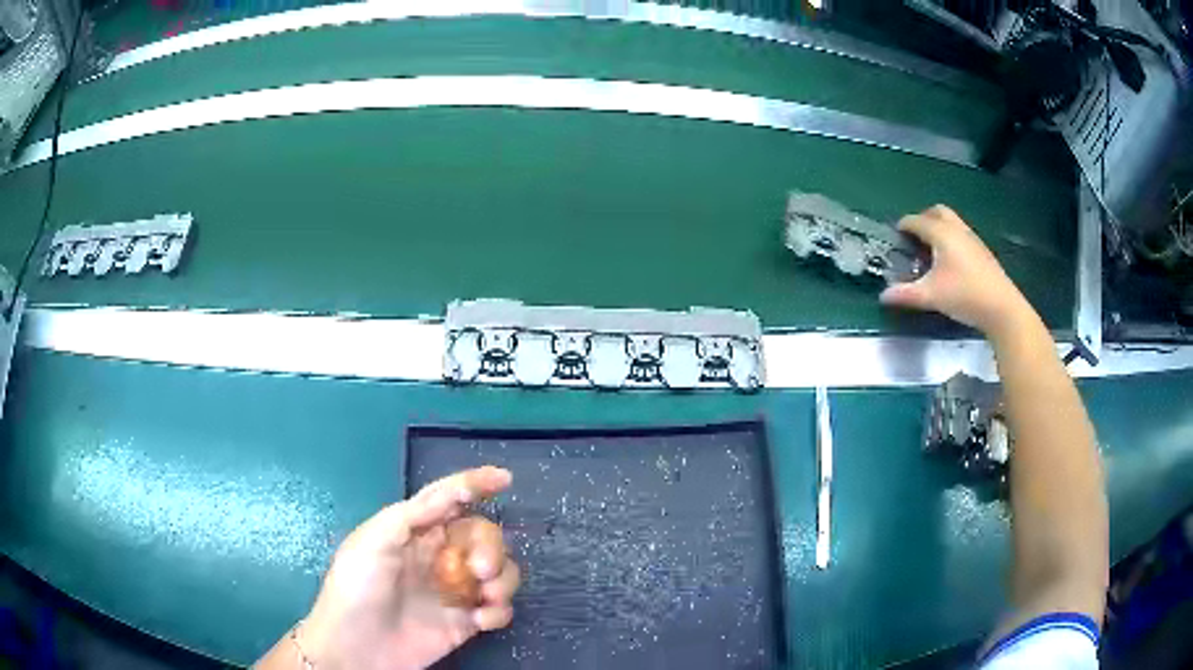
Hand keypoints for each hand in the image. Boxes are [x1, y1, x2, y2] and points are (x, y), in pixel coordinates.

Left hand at [298, 467, 520, 669]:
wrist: (356, 647)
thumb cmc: (357, 587)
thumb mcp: (373, 541)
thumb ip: (413, 514)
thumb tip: (453, 492)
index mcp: (414, 532)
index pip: (449, 500)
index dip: (476, 484)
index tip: (505, 479)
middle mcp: (439, 556)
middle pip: (482, 536)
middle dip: (491, 547)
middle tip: (481, 569)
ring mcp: (454, 591)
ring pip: (499, 571)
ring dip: (504, 579)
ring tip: (488, 598)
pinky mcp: (465, 622)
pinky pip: (498, 608)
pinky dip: (499, 611)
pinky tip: (481, 621)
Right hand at [880, 205, 1031, 337]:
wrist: (1001, 307)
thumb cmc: (964, 295)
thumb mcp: (931, 296)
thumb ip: (905, 294)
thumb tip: (883, 296)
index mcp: (941, 233)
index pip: (916, 221)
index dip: (903, 226)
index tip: (894, 236)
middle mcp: (956, 229)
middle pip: (937, 212)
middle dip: (923, 219)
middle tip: (914, 238)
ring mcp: (972, 238)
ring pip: (951, 222)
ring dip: (938, 228)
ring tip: (931, 250)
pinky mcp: (982, 251)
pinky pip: (961, 234)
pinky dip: (951, 238)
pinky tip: (950, 262)